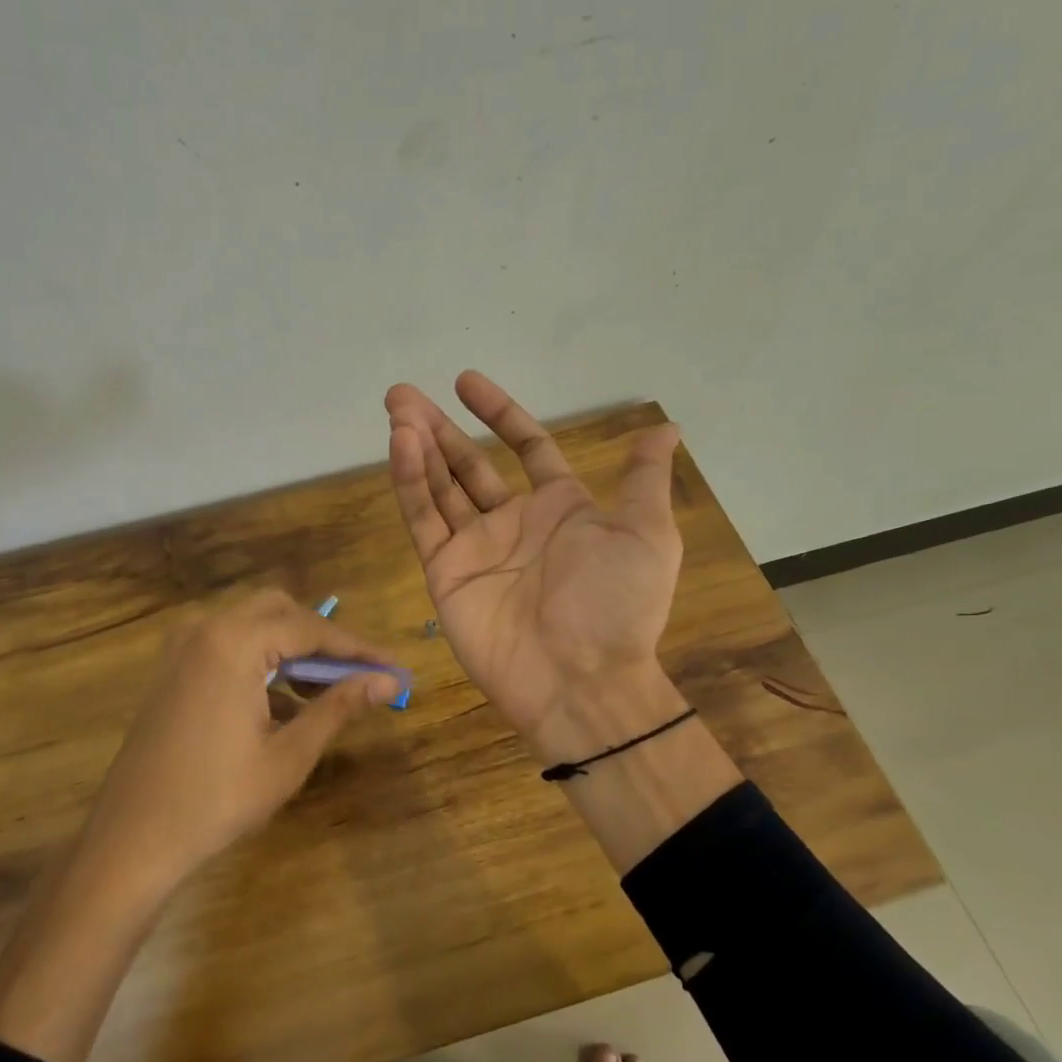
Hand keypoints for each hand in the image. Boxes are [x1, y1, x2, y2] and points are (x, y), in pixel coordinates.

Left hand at [80, 589, 400, 891]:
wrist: (132, 839)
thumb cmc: (216, 799)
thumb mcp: (288, 755)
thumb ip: (339, 707)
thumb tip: (388, 681)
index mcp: (234, 643)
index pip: (310, 628)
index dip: (356, 648)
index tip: (392, 666)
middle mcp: (205, 629)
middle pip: (279, 611)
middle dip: (322, 638)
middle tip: (357, 673)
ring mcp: (181, 647)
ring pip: (252, 625)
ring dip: (291, 648)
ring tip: (326, 692)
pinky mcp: (171, 669)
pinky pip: (226, 645)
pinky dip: (260, 661)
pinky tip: (282, 703)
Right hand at [385, 371, 684, 758]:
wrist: (581, 679)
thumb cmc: (617, 604)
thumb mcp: (646, 533)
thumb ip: (643, 478)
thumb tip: (666, 427)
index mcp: (559, 508)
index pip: (525, 447)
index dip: (498, 413)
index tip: (466, 381)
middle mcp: (512, 523)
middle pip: (469, 463)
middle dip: (439, 428)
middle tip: (403, 395)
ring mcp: (475, 548)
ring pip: (439, 486)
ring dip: (417, 447)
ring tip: (395, 409)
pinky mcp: (445, 573)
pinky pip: (424, 520)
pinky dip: (410, 482)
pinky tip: (400, 446)